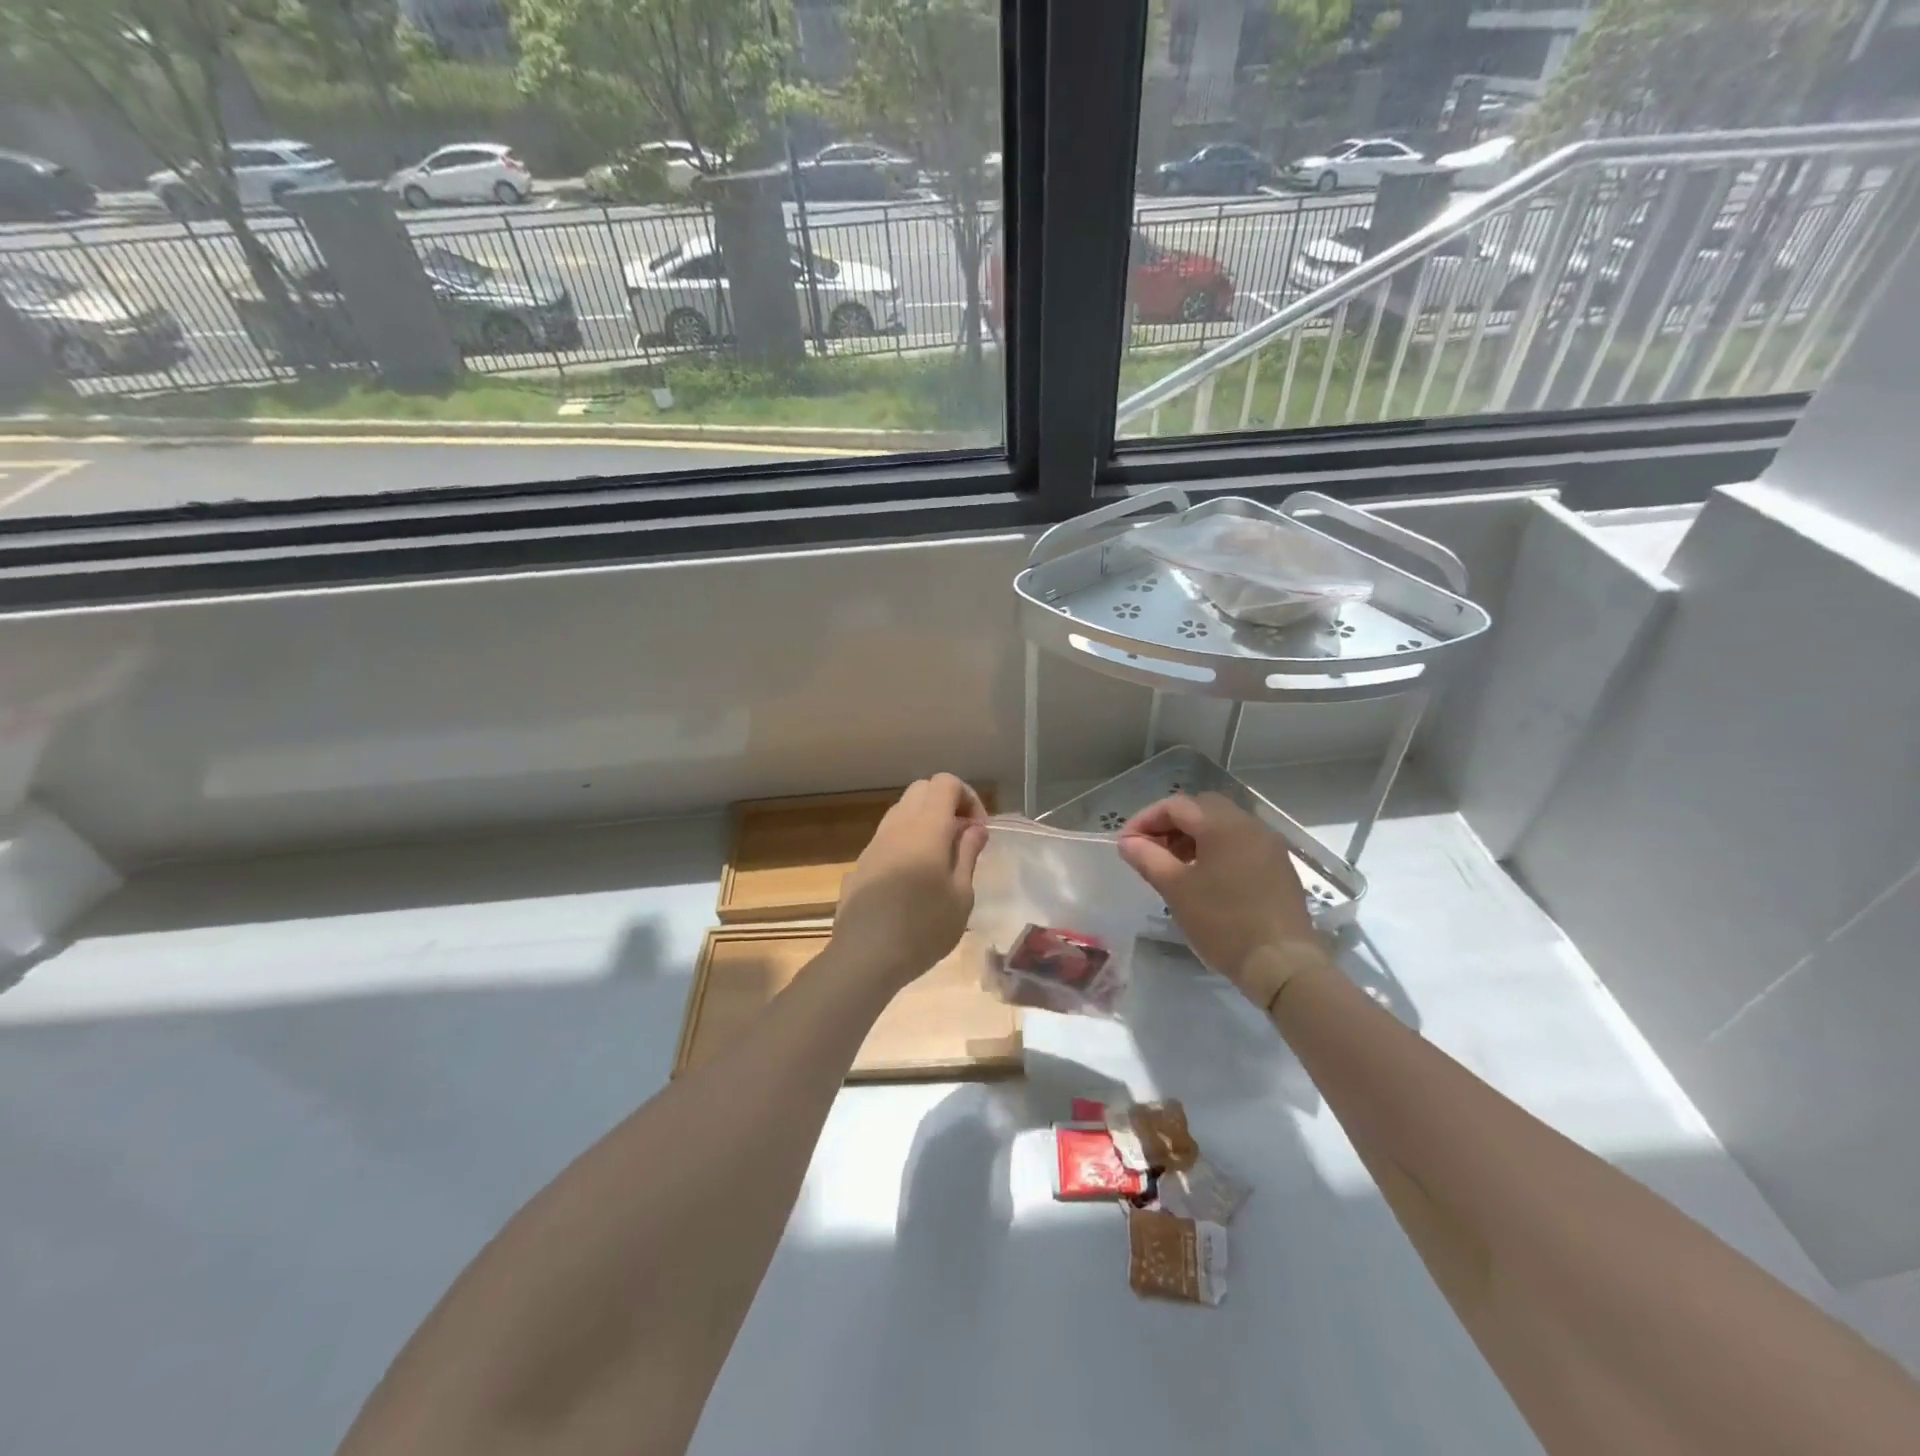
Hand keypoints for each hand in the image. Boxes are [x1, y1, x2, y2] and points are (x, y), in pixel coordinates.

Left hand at [832, 774, 989, 991]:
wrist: (864, 956)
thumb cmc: (923, 928)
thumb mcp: (961, 895)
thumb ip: (968, 854)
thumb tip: (974, 828)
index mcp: (926, 827)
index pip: (946, 782)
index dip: (968, 797)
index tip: (979, 830)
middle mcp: (897, 825)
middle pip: (922, 789)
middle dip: (947, 804)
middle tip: (962, 838)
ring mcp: (875, 842)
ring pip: (902, 810)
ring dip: (925, 821)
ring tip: (940, 858)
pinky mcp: (861, 862)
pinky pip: (888, 836)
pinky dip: (907, 840)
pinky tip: (914, 878)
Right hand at [1117, 793, 1330, 1011]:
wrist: (1283, 964)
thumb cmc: (1224, 923)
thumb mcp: (1176, 890)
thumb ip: (1148, 858)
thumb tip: (1127, 842)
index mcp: (1223, 825)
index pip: (1176, 805)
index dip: (1145, 819)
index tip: (1126, 844)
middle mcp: (1249, 825)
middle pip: (1201, 809)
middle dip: (1170, 824)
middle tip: (1150, 850)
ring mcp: (1268, 844)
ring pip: (1222, 825)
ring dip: (1193, 836)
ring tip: (1173, 865)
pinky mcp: (1278, 865)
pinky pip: (1240, 843)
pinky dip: (1216, 848)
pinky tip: (1204, 876)